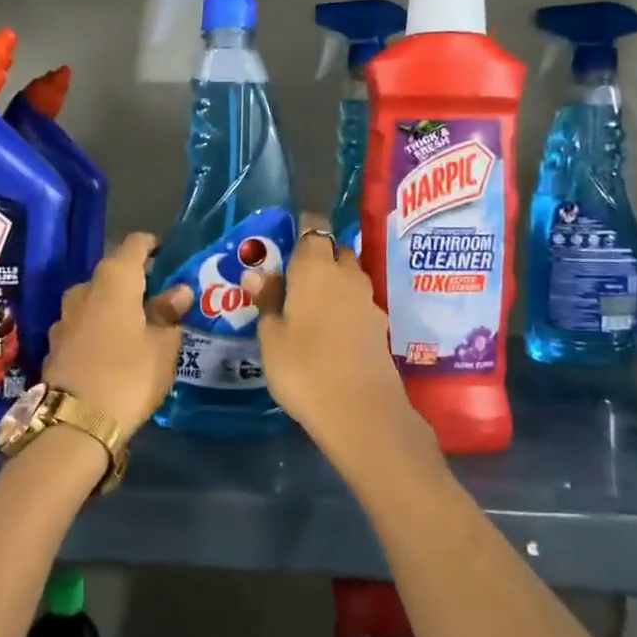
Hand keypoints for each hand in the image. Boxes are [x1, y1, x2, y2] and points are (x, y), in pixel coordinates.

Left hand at [43, 233, 192, 435]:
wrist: (75, 423)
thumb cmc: (129, 375)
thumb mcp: (163, 346)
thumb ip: (170, 314)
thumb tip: (179, 292)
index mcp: (114, 279)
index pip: (134, 244)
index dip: (152, 245)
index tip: (168, 256)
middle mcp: (84, 290)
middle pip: (113, 274)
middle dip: (135, 283)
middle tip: (160, 301)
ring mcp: (64, 318)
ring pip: (95, 302)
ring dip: (114, 309)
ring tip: (138, 329)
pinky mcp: (54, 345)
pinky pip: (83, 327)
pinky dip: (99, 331)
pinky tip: (113, 351)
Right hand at [242, 218, 435, 471]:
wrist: (360, 410)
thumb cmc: (303, 366)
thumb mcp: (271, 336)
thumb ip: (267, 301)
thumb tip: (256, 274)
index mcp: (315, 267)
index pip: (314, 228)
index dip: (304, 227)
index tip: (289, 236)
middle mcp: (346, 275)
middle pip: (335, 250)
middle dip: (318, 255)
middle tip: (293, 275)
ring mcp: (368, 300)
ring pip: (349, 277)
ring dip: (333, 281)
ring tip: (309, 303)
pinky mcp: (379, 326)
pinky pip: (357, 303)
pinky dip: (344, 306)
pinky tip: (329, 328)